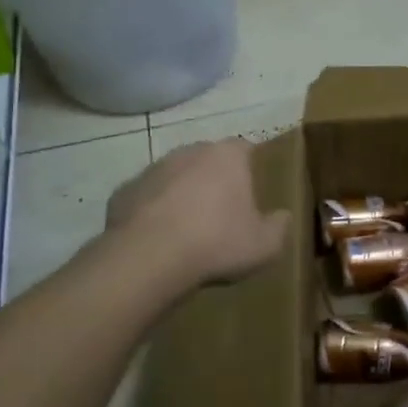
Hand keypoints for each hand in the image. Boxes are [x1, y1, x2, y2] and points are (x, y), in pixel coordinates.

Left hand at [106, 140, 290, 287]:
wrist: (148, 257)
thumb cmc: (216, 243)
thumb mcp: (265, 245)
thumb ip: (279, 226)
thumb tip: (283, 216)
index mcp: (227, 156)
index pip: (246, 149)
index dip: (250, 168)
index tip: (253, 191)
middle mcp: (190, 151)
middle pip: (208, 160)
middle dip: (215, 179)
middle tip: (221, 212)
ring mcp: (153, 169)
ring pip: (175, 176)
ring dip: (182, 194)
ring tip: (188, 229)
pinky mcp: (125, 191)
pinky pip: (147, 198)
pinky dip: (153, 212)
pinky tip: (159, 239)